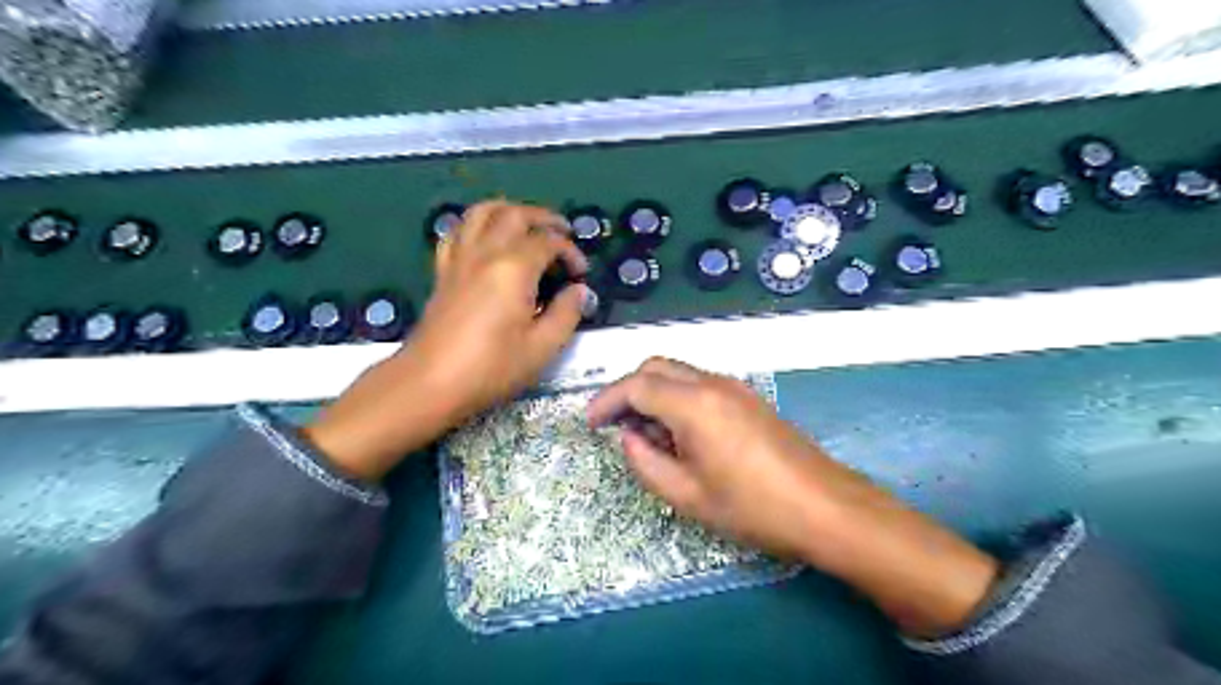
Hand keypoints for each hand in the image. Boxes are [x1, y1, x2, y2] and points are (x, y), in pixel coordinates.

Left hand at [305, 201, 592, 481]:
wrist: (430, 382)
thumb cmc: (491, 368)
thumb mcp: (541, 348)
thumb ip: (566, 314)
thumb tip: (579, 291)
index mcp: (514, 269)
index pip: (548, 242)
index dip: (571, 252)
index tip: (580, 275)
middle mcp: (486, 253)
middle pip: (515, 214)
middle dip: (544, 218)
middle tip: (563, 231)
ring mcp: (460, 259)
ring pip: (482, 212)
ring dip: (509, 210)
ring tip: (527, 224)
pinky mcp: (444, 271)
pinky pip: (457, 232)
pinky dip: (476, 225)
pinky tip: (486, 239)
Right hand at [586, 358, 995, 637]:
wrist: (824, 507)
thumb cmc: (752, 507)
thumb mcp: (688, 495)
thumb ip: (646, 463)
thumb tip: (628, 437)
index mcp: (693, 403)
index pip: (636, 385)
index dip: (606, 401)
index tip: (590, 423)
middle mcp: (712, 383)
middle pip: (655, 367)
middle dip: (628, 390)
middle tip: (614, 425)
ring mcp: (734, 387)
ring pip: (678, 373)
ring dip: (653, 393)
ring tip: (645, 434)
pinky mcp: (748, 397)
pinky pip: (699, 384)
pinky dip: (677, 397)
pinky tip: (679, 433)